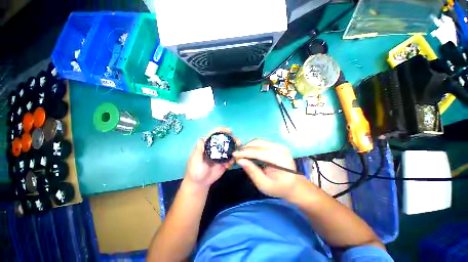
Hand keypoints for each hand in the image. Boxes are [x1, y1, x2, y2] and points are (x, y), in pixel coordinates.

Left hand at [184, 127, 240, 189]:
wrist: (199, 183)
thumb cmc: (195, 171)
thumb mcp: (195, 161)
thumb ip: (198, 151)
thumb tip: (201, 139)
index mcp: (207, 145)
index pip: (214, 134)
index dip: (222, 130)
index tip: (230, 130)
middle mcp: (215, 148)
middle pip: (224, 140)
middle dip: (232, 139)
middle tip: (239, 142)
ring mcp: (220, 155)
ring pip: (229, 148)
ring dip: (235, 149)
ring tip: (237, 154)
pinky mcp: (224, 162)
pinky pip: (230, 158)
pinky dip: (233, 160)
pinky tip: (230, 165)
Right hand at [233, 139, 298, 199]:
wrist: (293, 185)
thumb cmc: (278, 187)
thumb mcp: (263, 184)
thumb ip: (252, 171)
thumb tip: (240, 160)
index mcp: (280, 159)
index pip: (258, 152)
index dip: (244, 153)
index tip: (234, 155)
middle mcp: (280, 149)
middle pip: (258, 143)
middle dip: (245, 148)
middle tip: (237, 156)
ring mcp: (279, 145)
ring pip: (259, 141)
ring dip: (248, 146)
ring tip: (241, 154)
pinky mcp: (277, 145)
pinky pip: (261, 143)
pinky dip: (253, 146)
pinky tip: (249, 152)